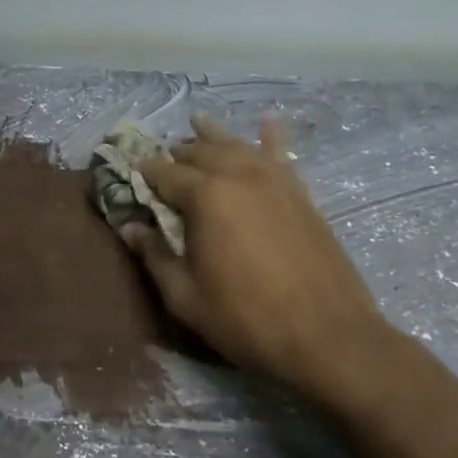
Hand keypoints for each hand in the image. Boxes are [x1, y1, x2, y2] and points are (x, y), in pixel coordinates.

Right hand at [128, 116, 386, 397]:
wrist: (328, 337)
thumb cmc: (245, 319)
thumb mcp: (185, 297)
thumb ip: (155, 256)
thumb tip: (130, 227)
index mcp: (205, 197)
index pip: (164, 173)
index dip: (144, 171)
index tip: (130, 169)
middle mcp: (239, 176)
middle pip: (200, 152)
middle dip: (177, 153)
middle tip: (162, 159)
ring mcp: (275, 181)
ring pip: (237, 146)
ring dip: (214, 135)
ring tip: (197, 123)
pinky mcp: (301, 194)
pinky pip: (281, 155)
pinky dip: (272, 136)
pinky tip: (268, 121)